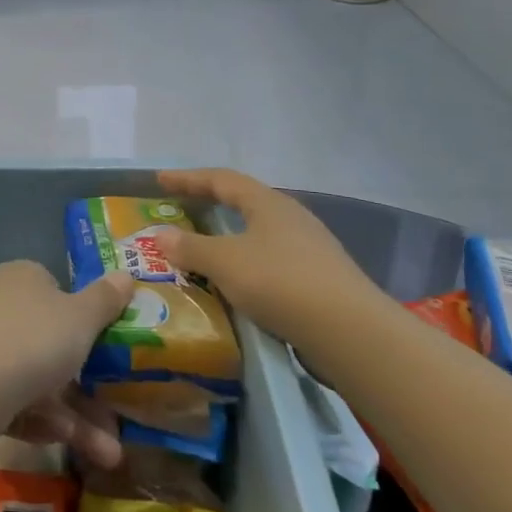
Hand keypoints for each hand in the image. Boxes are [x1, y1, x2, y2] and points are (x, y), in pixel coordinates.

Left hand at [0, 260, 133, 463]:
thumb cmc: (33, 339)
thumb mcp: (82, 318)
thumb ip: (105, 299)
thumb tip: (125, 274)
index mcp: (20, 276)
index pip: (53, 288)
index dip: (81, 317)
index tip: (104, 346)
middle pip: (46, 340)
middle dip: (86, 382)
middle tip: (116, 414)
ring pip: (33, 377)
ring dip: (73, 415)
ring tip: (109, 454)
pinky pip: (11, 398)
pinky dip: (39, 419)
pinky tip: (62, 441)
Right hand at [154, 169, 378, 332]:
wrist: (350, 332)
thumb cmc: (280, 282)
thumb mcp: (225, 263)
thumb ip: (190, 247)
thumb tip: (161, 235)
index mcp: (267, 203)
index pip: (221, 179)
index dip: (187, 178)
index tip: (160, 179)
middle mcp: (290, 218)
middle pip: (243, 202)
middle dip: (210, 205)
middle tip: (181, 209)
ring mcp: (309, 249)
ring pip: (258, 234)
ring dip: (228, 238)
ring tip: (203, 250)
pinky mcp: (318, 280)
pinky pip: (270, 262)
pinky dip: (245, 265)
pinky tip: (236, 283)